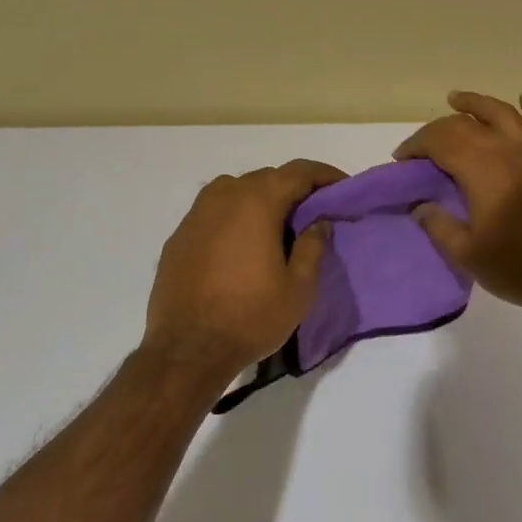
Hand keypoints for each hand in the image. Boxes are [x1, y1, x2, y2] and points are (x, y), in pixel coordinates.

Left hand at [144, 159, 346, 372]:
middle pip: (266, 178)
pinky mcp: (179, 236)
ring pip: (235, 191)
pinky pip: (213, 212)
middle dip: (293, 188)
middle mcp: (224, 198)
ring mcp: (196, 215)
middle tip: (313, 211)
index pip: (298, 172)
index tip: (342, 187)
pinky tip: (241, 244)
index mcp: (257, 203)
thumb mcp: (299, 288)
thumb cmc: (251, 317)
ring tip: (276, 225)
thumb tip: (319, 223)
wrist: (188, 349)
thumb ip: (313, 247)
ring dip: (260, 199)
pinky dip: (234, 217)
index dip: (324, 175)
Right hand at [394, 91, 521, 314]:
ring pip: (504, 114)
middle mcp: (509, 153)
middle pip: (467, 126)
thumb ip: (438, 224)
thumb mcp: (465, 254)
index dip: (417, 145)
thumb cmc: (516, 269)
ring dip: (477, 104)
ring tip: (456, 99)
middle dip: (437, 130)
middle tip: (420, 147)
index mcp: (484, 173)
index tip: (402, 161)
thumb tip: (421, 204)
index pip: (442, 142)